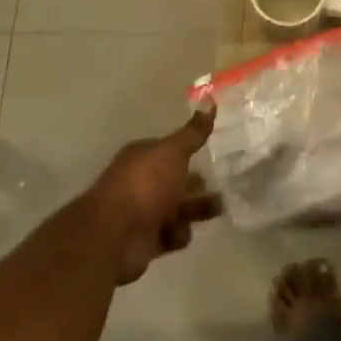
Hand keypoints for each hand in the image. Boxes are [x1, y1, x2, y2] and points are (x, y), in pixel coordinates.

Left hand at [85, 107, 221, 283]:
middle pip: (175, 180)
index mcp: (144, 157)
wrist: (115, 235)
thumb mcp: (173, 152)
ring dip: (196, 209)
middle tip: (226, 183)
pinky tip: (184, 232)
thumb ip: (193, 132)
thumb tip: (210, 99)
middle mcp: (142, 182)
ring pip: (177, 208)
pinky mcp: (146, 241)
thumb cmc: (145, 185)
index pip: (170, 150)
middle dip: (197, 183)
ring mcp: (143, 212)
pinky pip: (171, 235)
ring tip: (221, 208)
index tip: (214, 151)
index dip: (190, 150)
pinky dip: (180, 234)